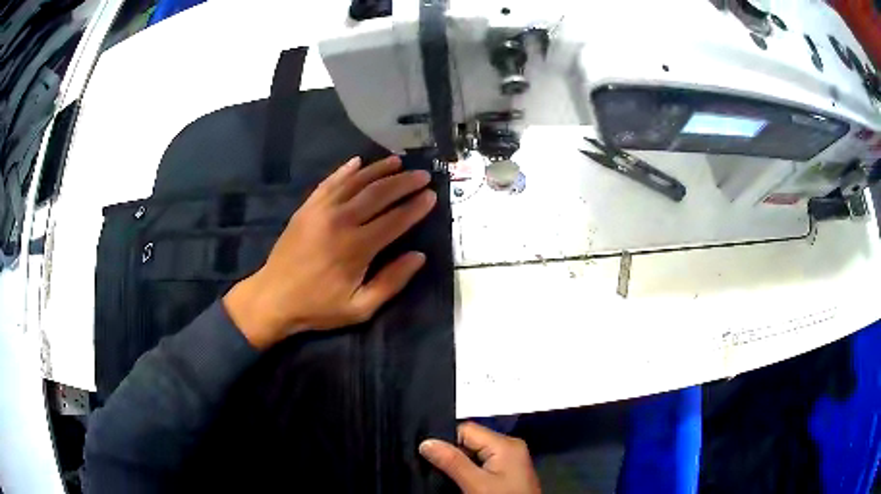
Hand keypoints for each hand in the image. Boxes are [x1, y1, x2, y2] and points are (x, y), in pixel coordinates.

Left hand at [223, 155, 436, 349]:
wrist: (273, 298)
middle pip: (378, 194)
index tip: (432, 196)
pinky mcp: (307, 207)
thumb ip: (391, 282)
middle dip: (404, 182)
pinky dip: (345, 170)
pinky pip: (330, 182)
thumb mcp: (360, 308)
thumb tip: (419, 256)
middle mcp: (341, 221)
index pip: (395, 220)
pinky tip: (358, 162)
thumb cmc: (318, 306)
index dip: (416, 207)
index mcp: (357, 247)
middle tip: (423, 175)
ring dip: (379, 170)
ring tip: (398, 162)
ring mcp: (321, 210)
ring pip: (356, 182)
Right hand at [420, 422, 540, 493]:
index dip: (445, 440)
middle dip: (452, 453)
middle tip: (433, 467)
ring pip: (474, 454)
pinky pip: (482, 464)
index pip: (466, 430)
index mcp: (506, 444)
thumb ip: (452, 462)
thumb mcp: (476, 484)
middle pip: (470, 441)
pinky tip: (461, 481)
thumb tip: (426, 443)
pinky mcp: (507, 472)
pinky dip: (469, 471)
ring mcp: (509, 460)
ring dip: (459, 464)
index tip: (426, 453)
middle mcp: (510, 447)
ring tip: (446, 476)